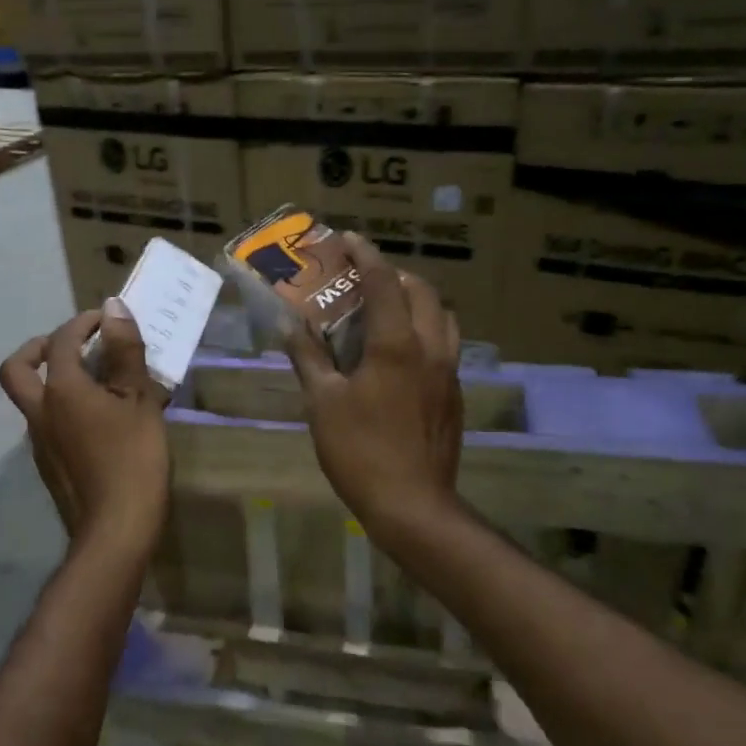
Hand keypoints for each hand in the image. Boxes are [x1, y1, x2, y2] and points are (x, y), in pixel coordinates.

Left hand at [0, 298, 169, 555]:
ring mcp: (40, 443)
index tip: (105, 320)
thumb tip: (112, 308)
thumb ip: (125, 352)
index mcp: (61, 390)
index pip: (62, 341)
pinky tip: (101, 423)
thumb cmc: (133, 458)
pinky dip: (66, 410)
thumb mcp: (138, 400)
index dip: (82, 323)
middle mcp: (40, 412)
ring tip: (97, 383)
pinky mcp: (50, 467)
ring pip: (33, 399)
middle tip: (69, 346)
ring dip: (54, 381)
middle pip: (18, 369)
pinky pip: (49, 424)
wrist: (115, 530)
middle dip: (38, 348)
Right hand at [287, 234, 462, 535]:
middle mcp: (430, 349)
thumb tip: (291, 327)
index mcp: (396, 345)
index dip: (365, 256)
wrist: (413, 505)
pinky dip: (426, 332)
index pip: (383, 283)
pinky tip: (402, 356)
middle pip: (422, 292)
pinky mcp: (455, 396)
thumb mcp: (323, 404)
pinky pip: (446, 346)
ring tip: (389, 311)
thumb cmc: (360, 451)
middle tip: (365, 280)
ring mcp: (449, 373)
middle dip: (395, 275)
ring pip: (442, 318)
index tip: (347, 240)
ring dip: (418, 302)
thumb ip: (309, 359)